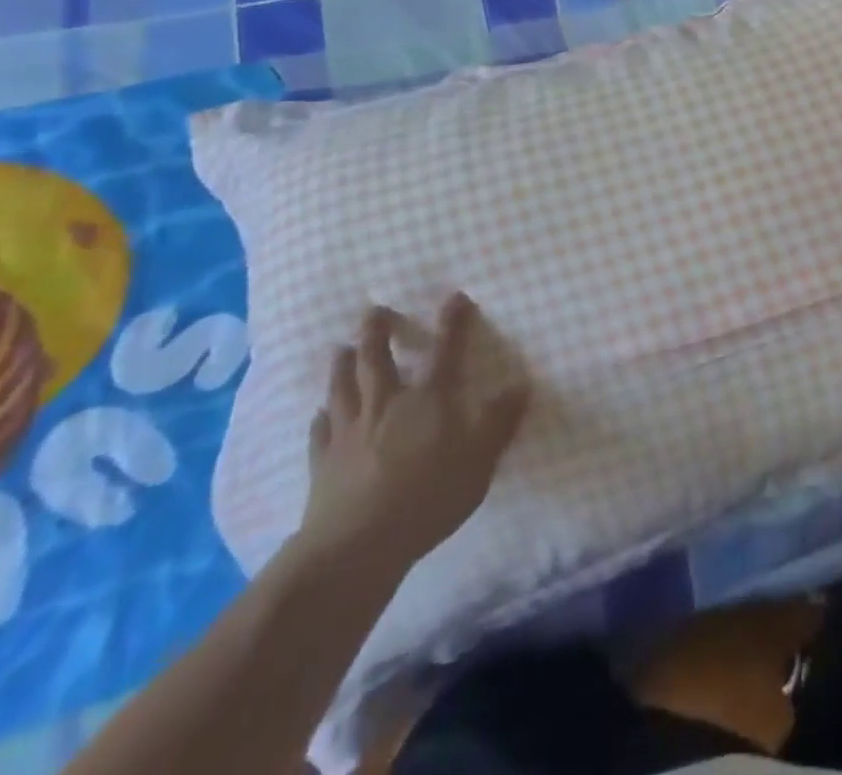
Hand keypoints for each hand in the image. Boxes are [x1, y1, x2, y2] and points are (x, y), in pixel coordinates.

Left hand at [295, 294, 529, 577]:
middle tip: (373, 311)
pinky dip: (320, 419)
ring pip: (343, 387)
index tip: (454, 296)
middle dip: (377, 332)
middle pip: (377, 359)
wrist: (357, 544)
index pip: (445, 351)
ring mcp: (350, 431)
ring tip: (340, 348)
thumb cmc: (429, 495)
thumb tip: (521, 385)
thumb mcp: (480, 458)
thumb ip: (500, 420)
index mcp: (428, 399)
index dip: (452, 322)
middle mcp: (386, 404)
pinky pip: (320, 432)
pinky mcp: (324, 462)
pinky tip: (319, 414)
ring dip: (342, 365)